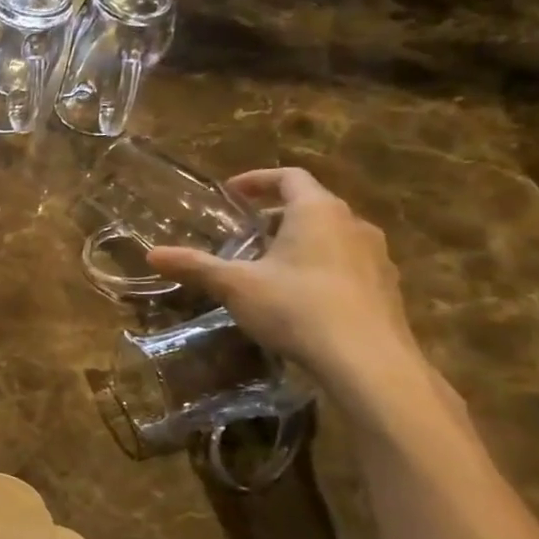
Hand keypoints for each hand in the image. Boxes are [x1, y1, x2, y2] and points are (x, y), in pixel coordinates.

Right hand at [147, 168, 420, 385]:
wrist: (368, 362)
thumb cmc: (297, 308)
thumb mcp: (236, 286)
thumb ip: (195, 266)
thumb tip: (152, 254)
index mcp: (317, 211)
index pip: (289, 177)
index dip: (258, 180)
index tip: (232, 193)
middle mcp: (353, 224)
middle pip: (311, 206)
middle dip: (275, 216)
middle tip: (245, 235)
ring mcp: (376, 256)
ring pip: (332, 236)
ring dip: (301, 243)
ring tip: (270, 268)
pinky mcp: (386, 288)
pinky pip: (348, 265)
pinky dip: (321, 268)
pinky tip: (301, 299)